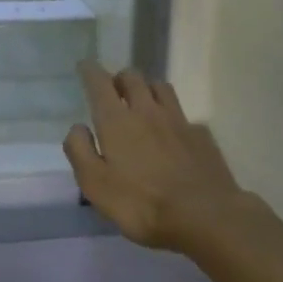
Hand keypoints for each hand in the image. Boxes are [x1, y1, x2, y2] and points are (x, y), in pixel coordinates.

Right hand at [64, 61, 244, 252]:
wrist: (205, 216)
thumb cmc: (142, 203)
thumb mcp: (95, 185)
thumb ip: (80, 151)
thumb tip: (77, 127)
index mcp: (117, 121)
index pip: (100, 83)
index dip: (90, 71)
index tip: (85, 65)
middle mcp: (147, 111)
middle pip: (133, 77)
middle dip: (120, 78)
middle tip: (114, 89)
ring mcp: (178, 121)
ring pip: (161, 87)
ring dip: (148, 88)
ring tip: (143, 101)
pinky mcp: (201, 136)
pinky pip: (184, 116)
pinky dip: (174, 118)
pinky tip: (175, 134)